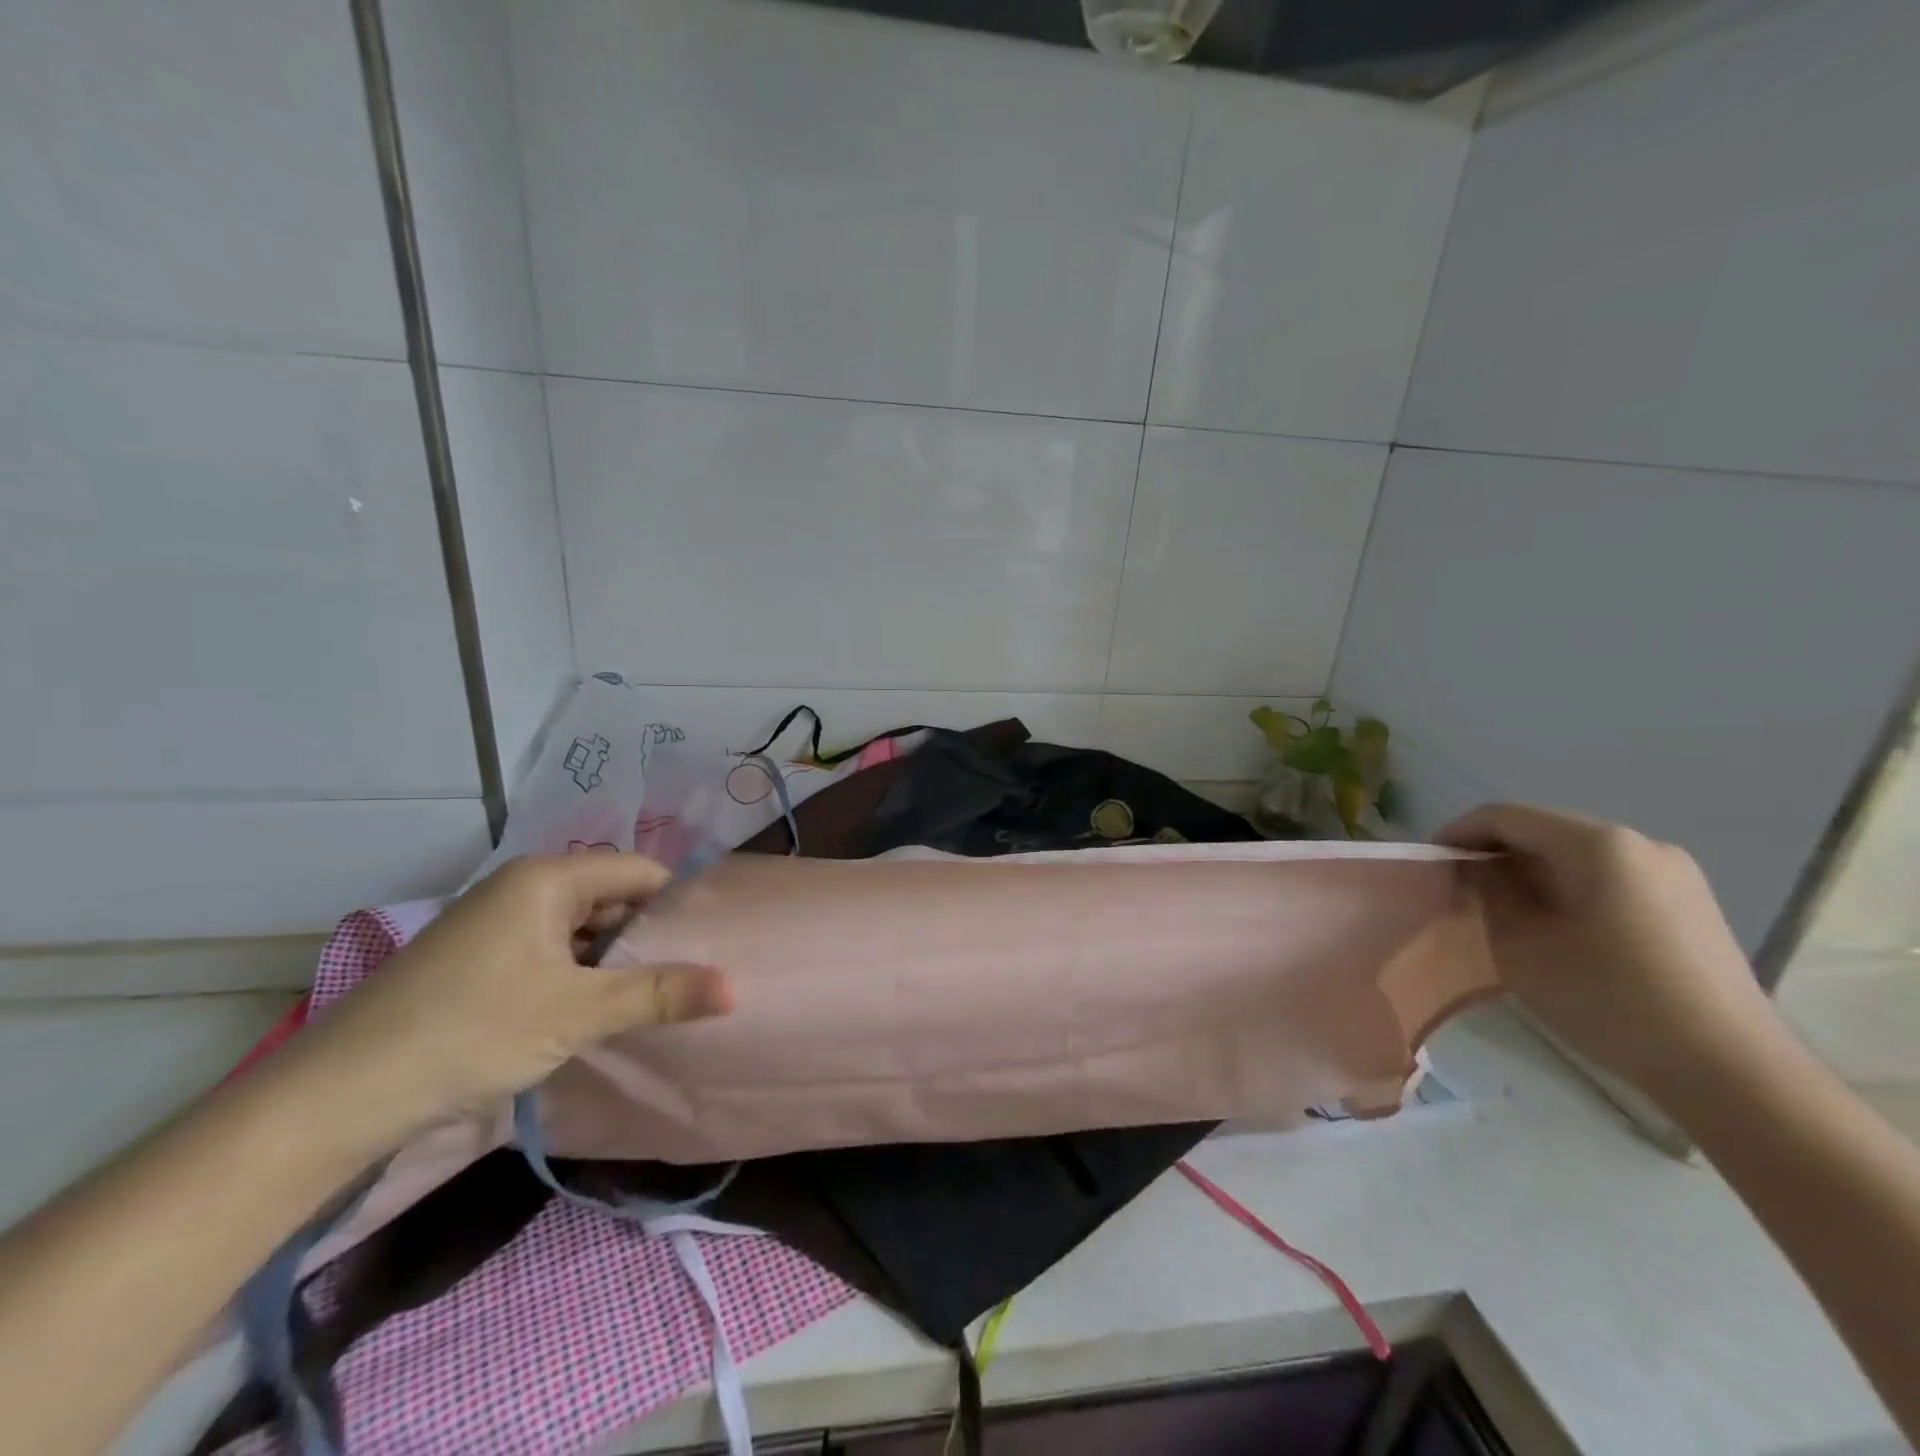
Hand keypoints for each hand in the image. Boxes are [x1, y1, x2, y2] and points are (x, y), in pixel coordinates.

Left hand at [289, 854, 732, 1138]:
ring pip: (580, 928)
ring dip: (612, 961)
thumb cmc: (469, 1032)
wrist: (335, 1097)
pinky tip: (593, 1011)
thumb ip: (659, 994)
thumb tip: (735, 988)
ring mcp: (495, 923)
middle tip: (687, 976)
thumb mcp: (576, 1013)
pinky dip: (578, 975)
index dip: (678, 903)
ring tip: (651, 997)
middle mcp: (522, 888)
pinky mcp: (478, 958)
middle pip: (611, 897)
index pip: (639, 871)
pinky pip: (550, 951)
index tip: (711, 942)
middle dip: (647, 936)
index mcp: (547, 879)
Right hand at [1436, 804, 1776, 1103]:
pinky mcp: (1690, 904)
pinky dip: (1571, 889)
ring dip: (1533, 872)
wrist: (1729, 1070)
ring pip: (1578, 855)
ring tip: (1507, 910)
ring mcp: (1674, 873)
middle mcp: (1639, 843)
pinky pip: (1610, 878)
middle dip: (1496, 853)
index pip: (1505, 816)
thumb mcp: (1520, 944)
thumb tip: (1478, 868)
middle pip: (1544, 830)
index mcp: (1597, 844)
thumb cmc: (1608, 998)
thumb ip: (1489, 891)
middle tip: (1463, 889)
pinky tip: (1560, 927)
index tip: (1430, 864)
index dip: (1457, 833)